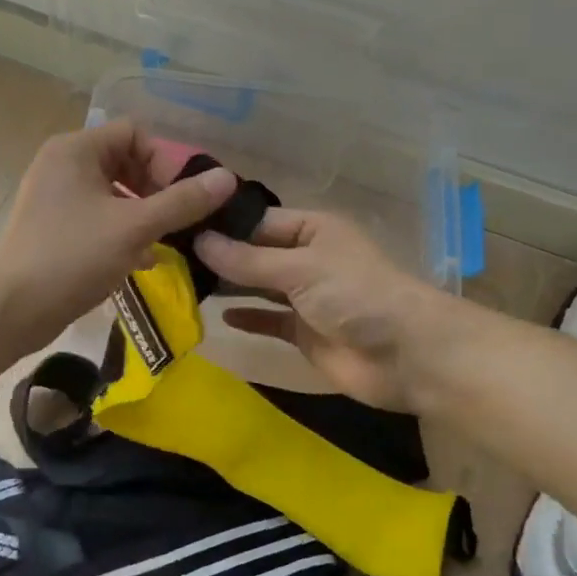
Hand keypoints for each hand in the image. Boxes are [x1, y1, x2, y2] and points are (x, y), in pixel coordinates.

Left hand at [0, 121, 236, 353]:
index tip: (183, 197)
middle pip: (125, 161)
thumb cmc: (73, 256)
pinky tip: (143, 259)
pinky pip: (98, 216)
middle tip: (179, 220)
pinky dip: (122, 231)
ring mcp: (54, 197)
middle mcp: (62, 165)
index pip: (134, 134)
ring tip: (166, 241)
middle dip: (157, 189)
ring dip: (143, 213)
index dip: (165, 160)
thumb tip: (227, 178)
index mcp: (76, 150)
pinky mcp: (53, 226)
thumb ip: (182, 201)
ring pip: (113, 192)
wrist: (13, 308)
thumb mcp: (135, 227)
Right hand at [195, 210, 448, 411]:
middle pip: (255, 253)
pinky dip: (248, 318)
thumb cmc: (355, 295)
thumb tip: (198, 241)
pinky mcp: (304, 333)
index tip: (177, 226)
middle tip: (169, 258)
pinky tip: (219, 317)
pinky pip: (268, 320)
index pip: (257, 220)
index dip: (223, 224)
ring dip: (230, 287)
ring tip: (184, 284)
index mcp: (311, 230)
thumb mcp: (299, 268)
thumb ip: (247, 260)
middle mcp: (306, 258)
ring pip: (258, 287)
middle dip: (221, 256)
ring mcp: (305, 297)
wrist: (407, 355)